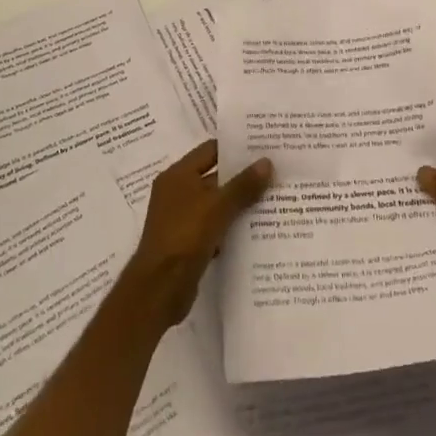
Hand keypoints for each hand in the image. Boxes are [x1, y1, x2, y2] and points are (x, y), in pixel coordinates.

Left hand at [128, 142, 273, 325]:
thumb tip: (267, 162)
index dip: (236, 148)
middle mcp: (177, 192)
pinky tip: (257, 230)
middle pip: (214, 177)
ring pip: (216, 204)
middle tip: (276, 173)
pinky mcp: (187, 242)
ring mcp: (181, 218)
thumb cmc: (185, 236)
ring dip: (239, 203)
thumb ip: (243, 185)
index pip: (210, 150)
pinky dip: (231, 227)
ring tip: (274, 199)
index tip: (264, 147)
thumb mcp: (217, 207)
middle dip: (242, 177)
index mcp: (178, 175)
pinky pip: (214, 226)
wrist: (159, 288)